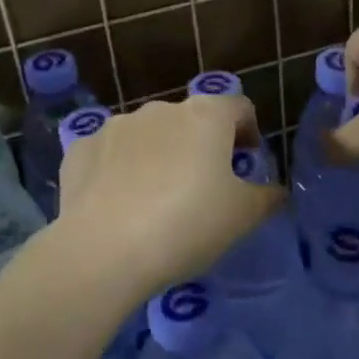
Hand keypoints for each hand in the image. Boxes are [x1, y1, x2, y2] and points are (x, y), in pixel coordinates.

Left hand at [56, 95, 283, 304]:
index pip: (239, 108)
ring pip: (149, 135)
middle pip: (192, 120)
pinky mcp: (82, 149)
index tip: (248, 161)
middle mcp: (161, 109)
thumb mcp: (242, 217)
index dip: (249, 132)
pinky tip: (120, 205)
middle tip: (205, 187)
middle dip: (202, 146)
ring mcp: (116, 126)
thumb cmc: (187, 225)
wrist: (103, 250)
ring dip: (160, 155)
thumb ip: (266, 197)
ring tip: (158, 199)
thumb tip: (276, 191)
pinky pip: (112, 155)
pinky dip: (121, 170)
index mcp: (206, 116)